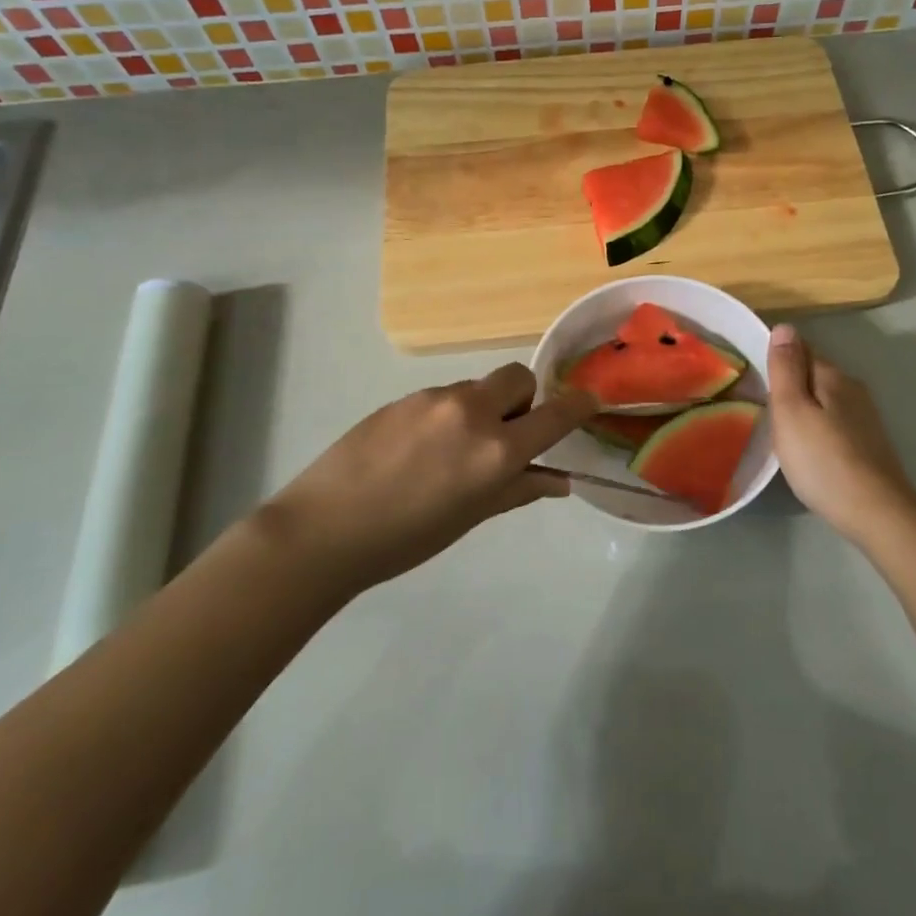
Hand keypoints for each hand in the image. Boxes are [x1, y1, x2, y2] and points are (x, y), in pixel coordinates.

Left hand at [257, 364, 594, 588]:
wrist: (325, 528)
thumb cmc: (406, 538)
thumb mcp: (471, 517)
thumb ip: (518, 490)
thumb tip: (558, 480)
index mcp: (495, 450)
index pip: (555, 414)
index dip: (578, 405)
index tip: (589, 401)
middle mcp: (471, 412)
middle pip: (518, 377)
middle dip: (524, 398)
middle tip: (505, 433)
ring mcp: (435, 399)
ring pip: (478, 387)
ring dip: (483, 408)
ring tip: (452, 451)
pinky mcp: (404, 397)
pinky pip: (444, 396)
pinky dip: (449, 414)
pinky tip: (420, 448)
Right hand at [768, 324, 915, 543]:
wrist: (876, 512)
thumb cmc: (822, 460)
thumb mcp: (791, 410)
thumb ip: (786, 368)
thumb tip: (785, 326)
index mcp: (832, 376)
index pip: (800, 350)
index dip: (776, 359)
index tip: (753, 376)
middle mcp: (853, 389)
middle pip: (813, 374)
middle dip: (790, 383)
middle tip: (760, 404)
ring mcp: (865, 417)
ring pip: (824, 399)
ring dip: (803, 406)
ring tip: (778, 428)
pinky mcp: (868, 443)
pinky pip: (834, 421)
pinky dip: (817, 426)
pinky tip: (807, 447)